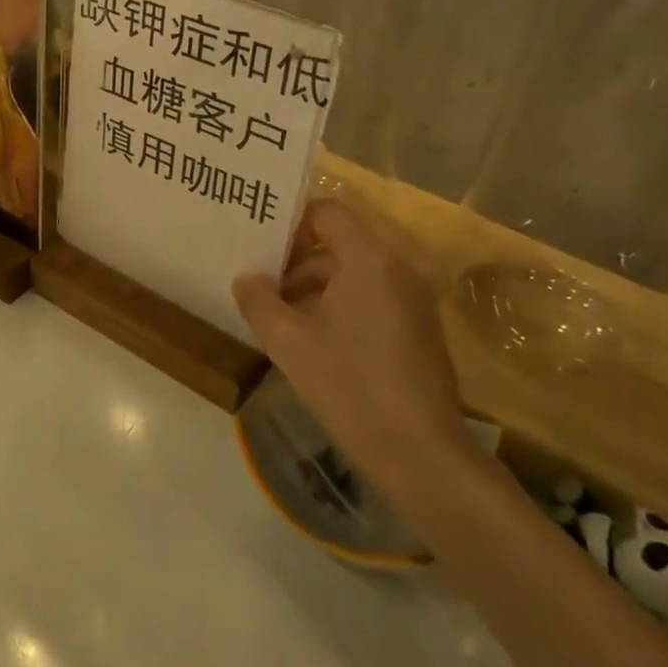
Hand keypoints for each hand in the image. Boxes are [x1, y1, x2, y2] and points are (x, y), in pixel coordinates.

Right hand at [234, 200, 471, 493]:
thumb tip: (246, 279)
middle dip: (298, 262)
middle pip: (341, 242)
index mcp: (370, 259)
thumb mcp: (289, 343)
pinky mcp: (421, 327)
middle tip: (264, 288)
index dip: (292, 225)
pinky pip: (375, 295)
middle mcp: (399, 267)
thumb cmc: (350, 386)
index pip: (328, 212)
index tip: (263, 253)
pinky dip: (343, 304)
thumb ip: (259, 302)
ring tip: (282, 318)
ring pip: (357, 272)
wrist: (421, 454)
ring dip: (317, 286)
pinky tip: (316, 341)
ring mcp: (416, 298)